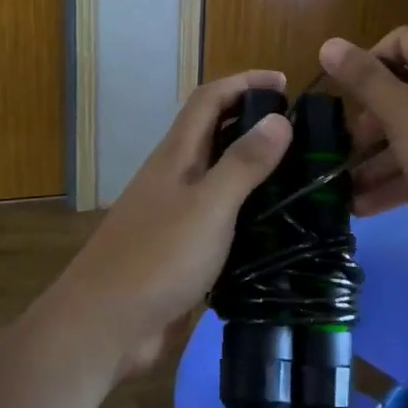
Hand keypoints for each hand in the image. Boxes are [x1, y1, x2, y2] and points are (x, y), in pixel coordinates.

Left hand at [42, 70, 292, 377]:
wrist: (106, 324)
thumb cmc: (158, 257)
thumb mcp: (209, 206)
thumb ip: (243, 163)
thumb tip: (278, 118)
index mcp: (177, 155)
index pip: (209, 99)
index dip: (244, 82)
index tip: (285, 83)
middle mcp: (174, 176)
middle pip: (212, 132)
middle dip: (252, 120)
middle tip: (301, 132)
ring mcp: (174, 213)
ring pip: (216, 175)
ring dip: (251, 165)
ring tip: (297, 175)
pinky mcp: (180, 249)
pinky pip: (218, 215)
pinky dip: (245, 209)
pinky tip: (273, 226)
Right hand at [319, 29, 407, 250]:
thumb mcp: (401, 114)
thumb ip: (363, 79)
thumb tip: (328, 44)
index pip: (399, 42)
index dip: (366, 65)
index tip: (343, 98)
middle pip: (404, 88)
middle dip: (369, 121)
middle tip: (347, 148)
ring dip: (378, 158)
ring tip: (344, 187)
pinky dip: (401, 176)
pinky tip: (365, 205)